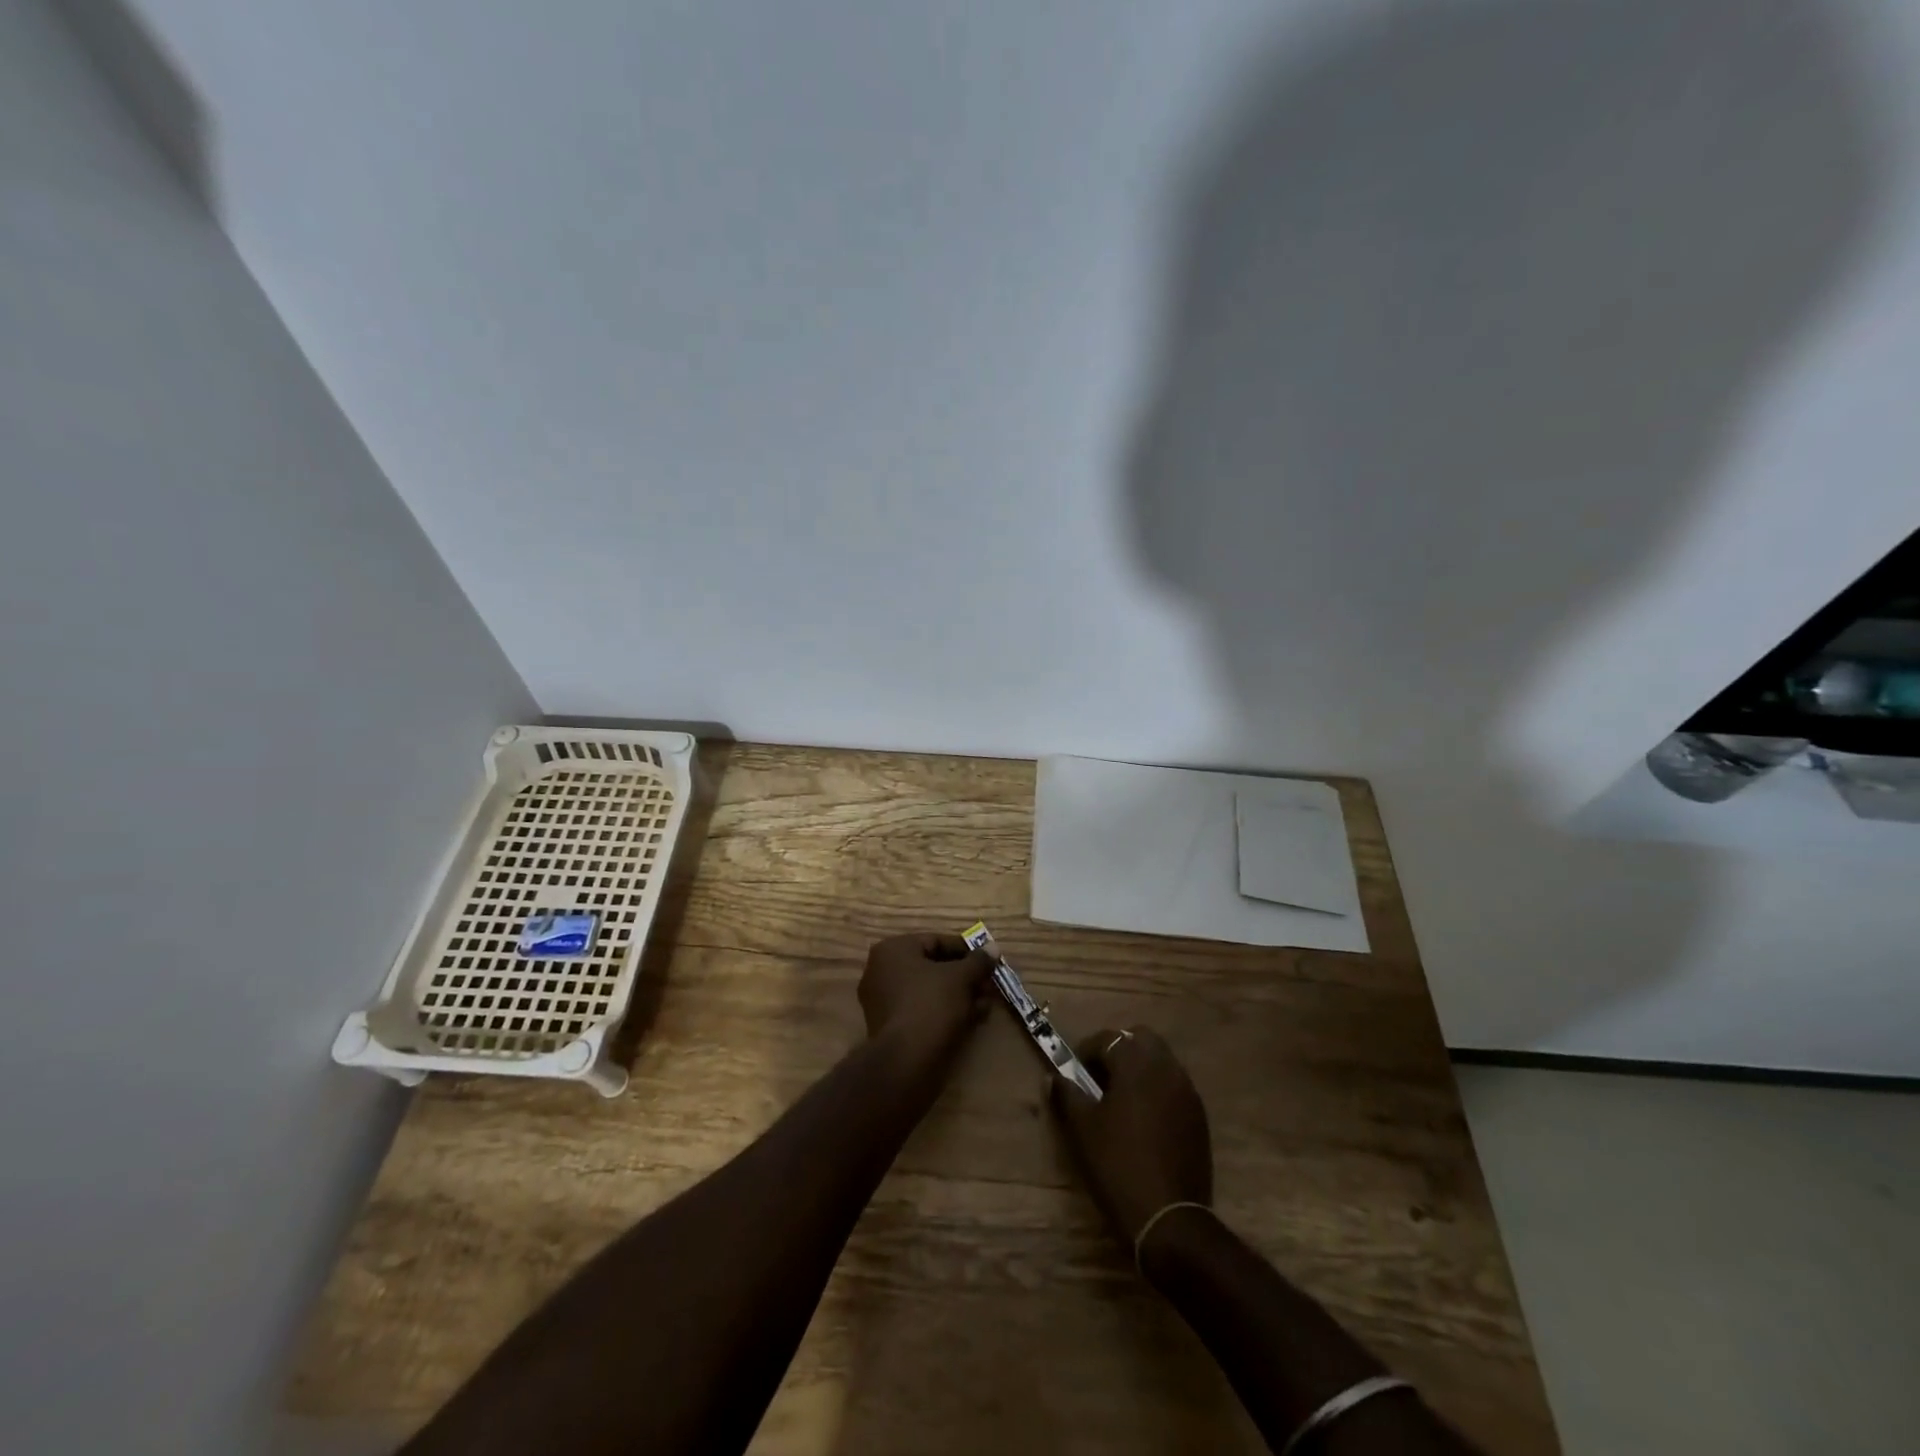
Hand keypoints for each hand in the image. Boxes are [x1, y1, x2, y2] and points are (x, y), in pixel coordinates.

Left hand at [857, 933, 995, 1053]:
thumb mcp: (961, 977)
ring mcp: (884, 1001)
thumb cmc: (931, 1005)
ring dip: (960, 994)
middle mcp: (882, 970)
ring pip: (930, 990)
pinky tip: (972, 1019)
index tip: (988, 961)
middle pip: (933, 966)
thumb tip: (993, 947)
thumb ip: (978, 961)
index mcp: (893, 950)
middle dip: (965, 976)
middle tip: (989, 985)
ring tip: (985, 1004)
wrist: (906, 1061)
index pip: (936, 941)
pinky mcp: (891, 1027)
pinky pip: (923, 1009)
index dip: (966, 950)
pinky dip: (946, 1011)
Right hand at [1052, 1026, 1212, 1244]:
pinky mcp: (1199, 1117)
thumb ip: (1067, 1095)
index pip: (1108, 1038)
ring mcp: (1187, 1092)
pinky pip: (1174, 1087)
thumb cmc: (1118, 1165)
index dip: (1087, 1051)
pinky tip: (1143, 1122)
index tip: (1074, 1072)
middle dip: (1119, 1051)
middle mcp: (1166, 1068)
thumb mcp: (1083, 1129)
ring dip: (1140, 1069)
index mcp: (1137, 1063)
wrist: (1169, 1219)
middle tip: (1100, 1078)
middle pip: (1141, 1039)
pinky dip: (1157, 1091)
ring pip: (1161, 1062)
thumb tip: (1054, 1077)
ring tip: (1120, 1101)